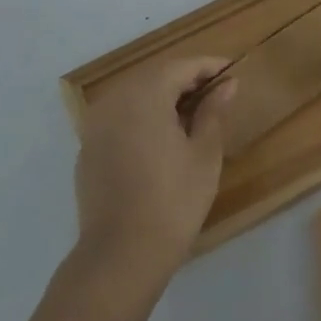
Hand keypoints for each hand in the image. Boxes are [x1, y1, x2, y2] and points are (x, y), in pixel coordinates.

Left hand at [72, 57, 237, 292]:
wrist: (121, 254)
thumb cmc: (173, 200)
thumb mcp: (204, 153)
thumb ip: (214, 111)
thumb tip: (227, 84)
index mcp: (144, 96)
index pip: (180, 66)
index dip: (209, 65)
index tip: (233, 70)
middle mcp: (114, 101)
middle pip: (154, 76)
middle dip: (185, 78)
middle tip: (217, 90)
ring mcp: (95, 125)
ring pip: (134, 95)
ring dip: (163, 95)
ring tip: (193, 111)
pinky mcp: (88, 148)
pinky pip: (119, 117)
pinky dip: (142, 115)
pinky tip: (161, 135)